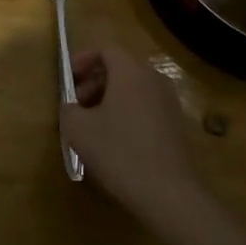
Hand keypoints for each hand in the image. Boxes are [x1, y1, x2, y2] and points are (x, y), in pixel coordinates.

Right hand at [61, 46, 204, 238]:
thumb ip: (68, 109)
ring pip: (133, 88)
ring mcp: (169, 102)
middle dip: (94, 81)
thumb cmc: (120, 153)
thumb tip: (72, 106)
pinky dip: (128, 112)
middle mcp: (153, 78)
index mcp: (130, 71)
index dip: (83, 59)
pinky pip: (146, 106)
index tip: (68, 79)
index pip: (105, 49)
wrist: (170, 195)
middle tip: (77, 104)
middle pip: (120, 67)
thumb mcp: (78, 129)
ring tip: (94, 125)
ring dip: (110, 98)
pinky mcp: (177, 125)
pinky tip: (116, 141)